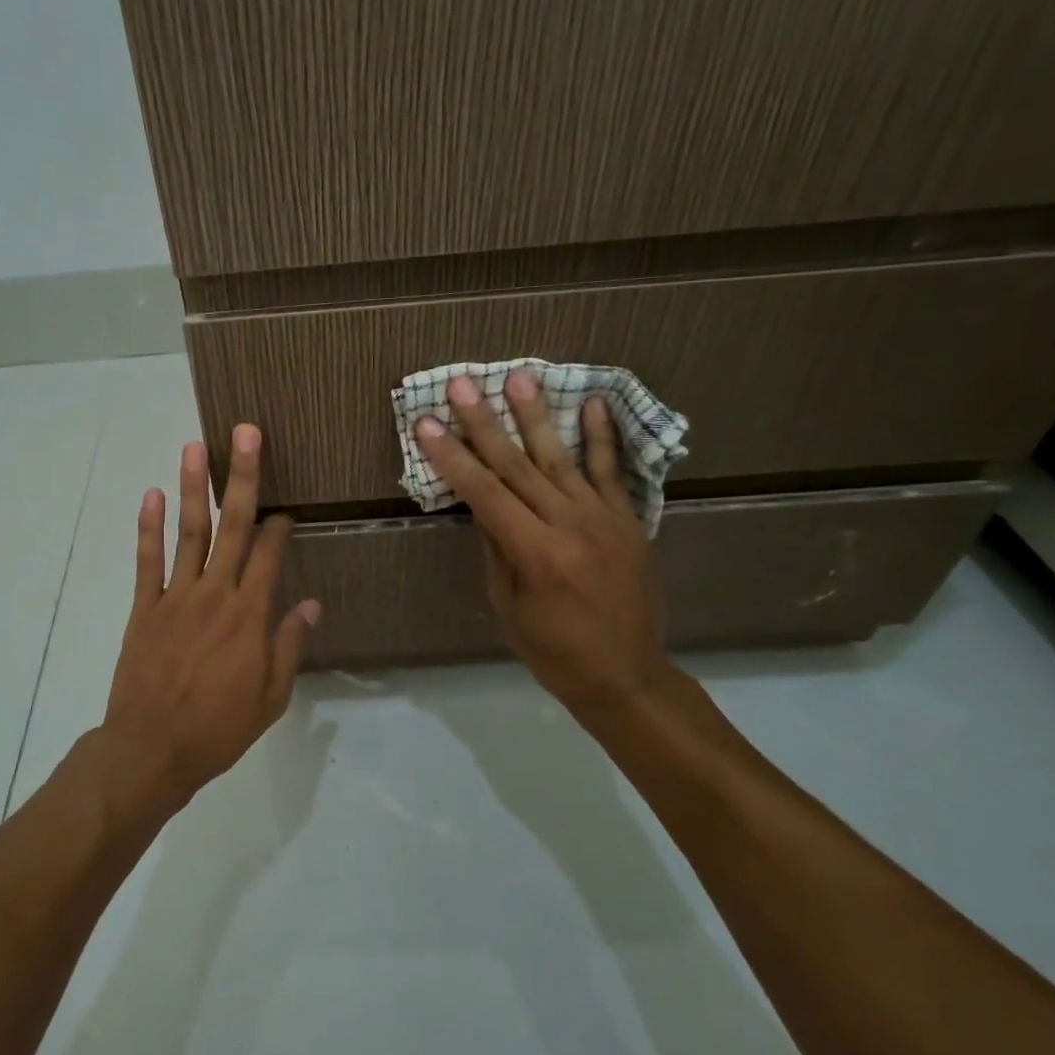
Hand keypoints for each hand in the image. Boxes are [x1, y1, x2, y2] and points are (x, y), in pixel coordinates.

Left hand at [98, 425, 320, 811]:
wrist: (151, 750)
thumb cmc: (219, 728)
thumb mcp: (271, 697)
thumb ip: (290, 644)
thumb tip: (310, 602)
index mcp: (249, 614)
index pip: (270, 554)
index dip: (280, 525)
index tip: (286, 508)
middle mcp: (215, 593)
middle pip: (233, 525)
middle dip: (243, 477)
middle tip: (246, 432)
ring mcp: (175, 596)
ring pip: (189, 532)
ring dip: (192, 487)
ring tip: (195, 446)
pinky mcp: (143, 607)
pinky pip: (146, 560)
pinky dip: (148, 527)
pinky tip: (151, 494)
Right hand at [415, 370, 676, 724]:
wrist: (628, 676)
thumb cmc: (554, 651)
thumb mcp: (508, 605)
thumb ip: (496, 547)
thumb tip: (480, 501)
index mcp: (536, 553)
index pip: (484, 493)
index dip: (452, 457)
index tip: (426, 424)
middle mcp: (570, 525)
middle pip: (517, 465)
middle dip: (484, 423)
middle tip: (462, 384)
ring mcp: (603, 518)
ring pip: (561, 458)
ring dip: (536, 416)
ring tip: (519, 378)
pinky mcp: (627, 519)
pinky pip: (611, 471)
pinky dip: (602, 436)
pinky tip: (592, 402)